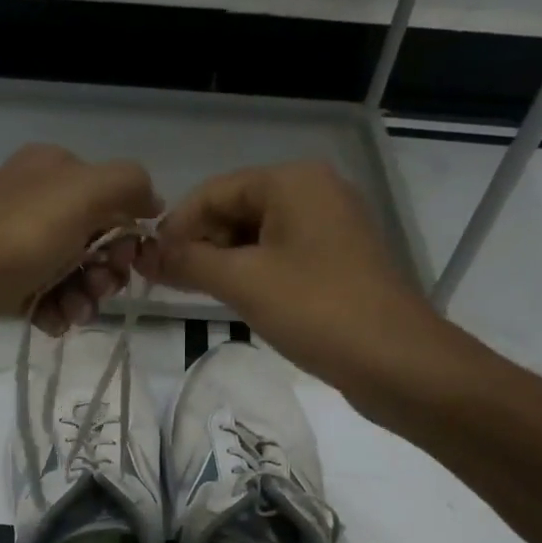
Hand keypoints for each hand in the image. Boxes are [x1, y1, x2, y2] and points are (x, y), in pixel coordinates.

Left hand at [0, 143, 160, 363]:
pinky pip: (43, 296)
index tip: (128, 263)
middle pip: (95, 239)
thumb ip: (128, 185)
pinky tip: (50, 323)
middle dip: (106, 271)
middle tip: (98, 290)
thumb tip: (152, 201)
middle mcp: (34, 201)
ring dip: (83, 297)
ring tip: (73, 314)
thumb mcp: (82, 194)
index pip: (113, 199)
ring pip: (71, 273)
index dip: (128, 234)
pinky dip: (54, 311)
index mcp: (54, 170)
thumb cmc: (15, 238)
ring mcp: (14, 243)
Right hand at [144, 161, 455, 397]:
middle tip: (168, 283)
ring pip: (257, 234)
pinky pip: (281, 254)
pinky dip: (252, 271)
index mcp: (293, 181)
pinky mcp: (338, 259)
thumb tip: (145, 253)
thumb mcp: (243, 282)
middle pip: (236, 208)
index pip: (215, 191)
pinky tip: (233, 297)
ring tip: (194, 293)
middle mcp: (314, 191)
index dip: (177, 225)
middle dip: (200, 243)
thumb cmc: (316, 310)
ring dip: (223, 260)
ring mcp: (330, 225)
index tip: (148, 263)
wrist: (396, 361)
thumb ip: (188, 262)